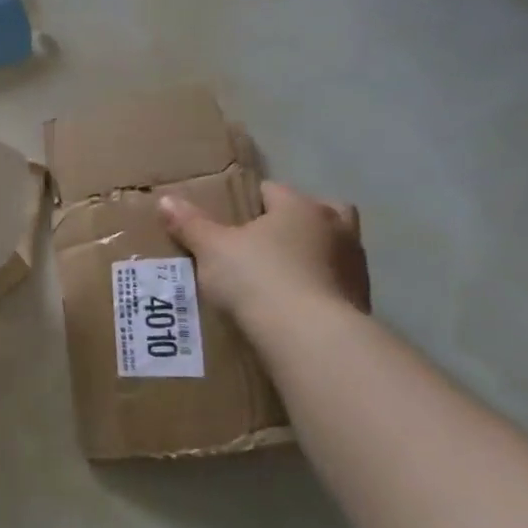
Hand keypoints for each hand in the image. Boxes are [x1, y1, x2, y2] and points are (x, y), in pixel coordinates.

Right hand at [159, 180, 370, 321]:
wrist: (309, 337)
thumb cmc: (258, 278)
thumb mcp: (211, 249)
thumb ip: (190, 224)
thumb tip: (166, 200)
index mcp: (300, 207)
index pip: (272, 190)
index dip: (248, 202)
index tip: (228, 221)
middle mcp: (336, 228)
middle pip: (318, 212)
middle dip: (295, 223)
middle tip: (265, 243)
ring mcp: (355, 266)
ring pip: (331, 249)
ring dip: (311, 257)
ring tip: (277, 278)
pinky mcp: (362, 302)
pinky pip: (334, 285)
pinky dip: (317, 289)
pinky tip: (292, 306)